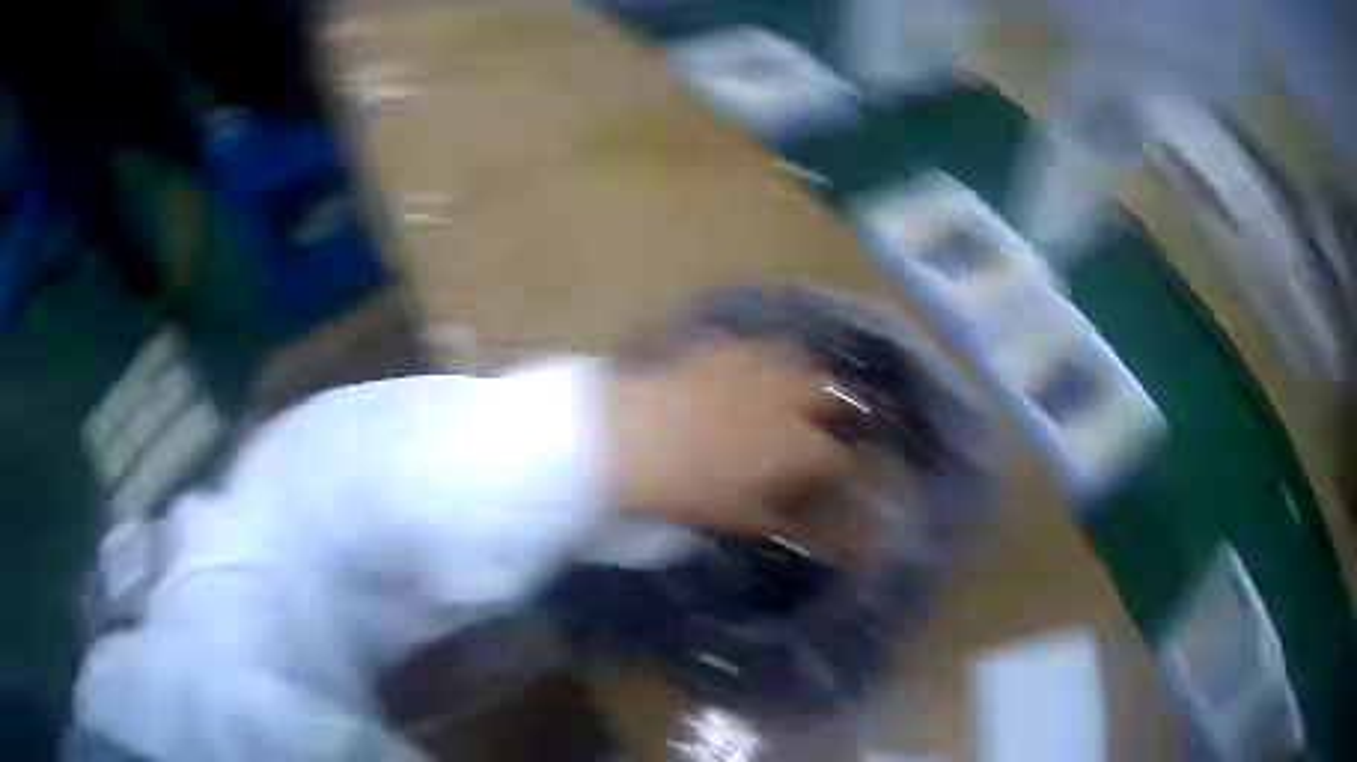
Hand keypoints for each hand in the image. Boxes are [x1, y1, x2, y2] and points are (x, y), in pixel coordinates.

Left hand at [606, 339, 853, 534]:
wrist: (633, 436)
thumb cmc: (691, 489)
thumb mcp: (738, 517)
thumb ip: (776, 519)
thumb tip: (793, 523)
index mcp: (802, 446)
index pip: (840, 458)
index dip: (840, 469)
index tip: (831, 477)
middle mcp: (793, 398)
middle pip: (830, 397)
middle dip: (832, 412)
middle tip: (821, 427)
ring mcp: (759, 366)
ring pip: (800, 362)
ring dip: (804, 377)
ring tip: (793, 391)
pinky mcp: (723, 346)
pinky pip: (755, 349)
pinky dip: (759, 360)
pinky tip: (745, 371)